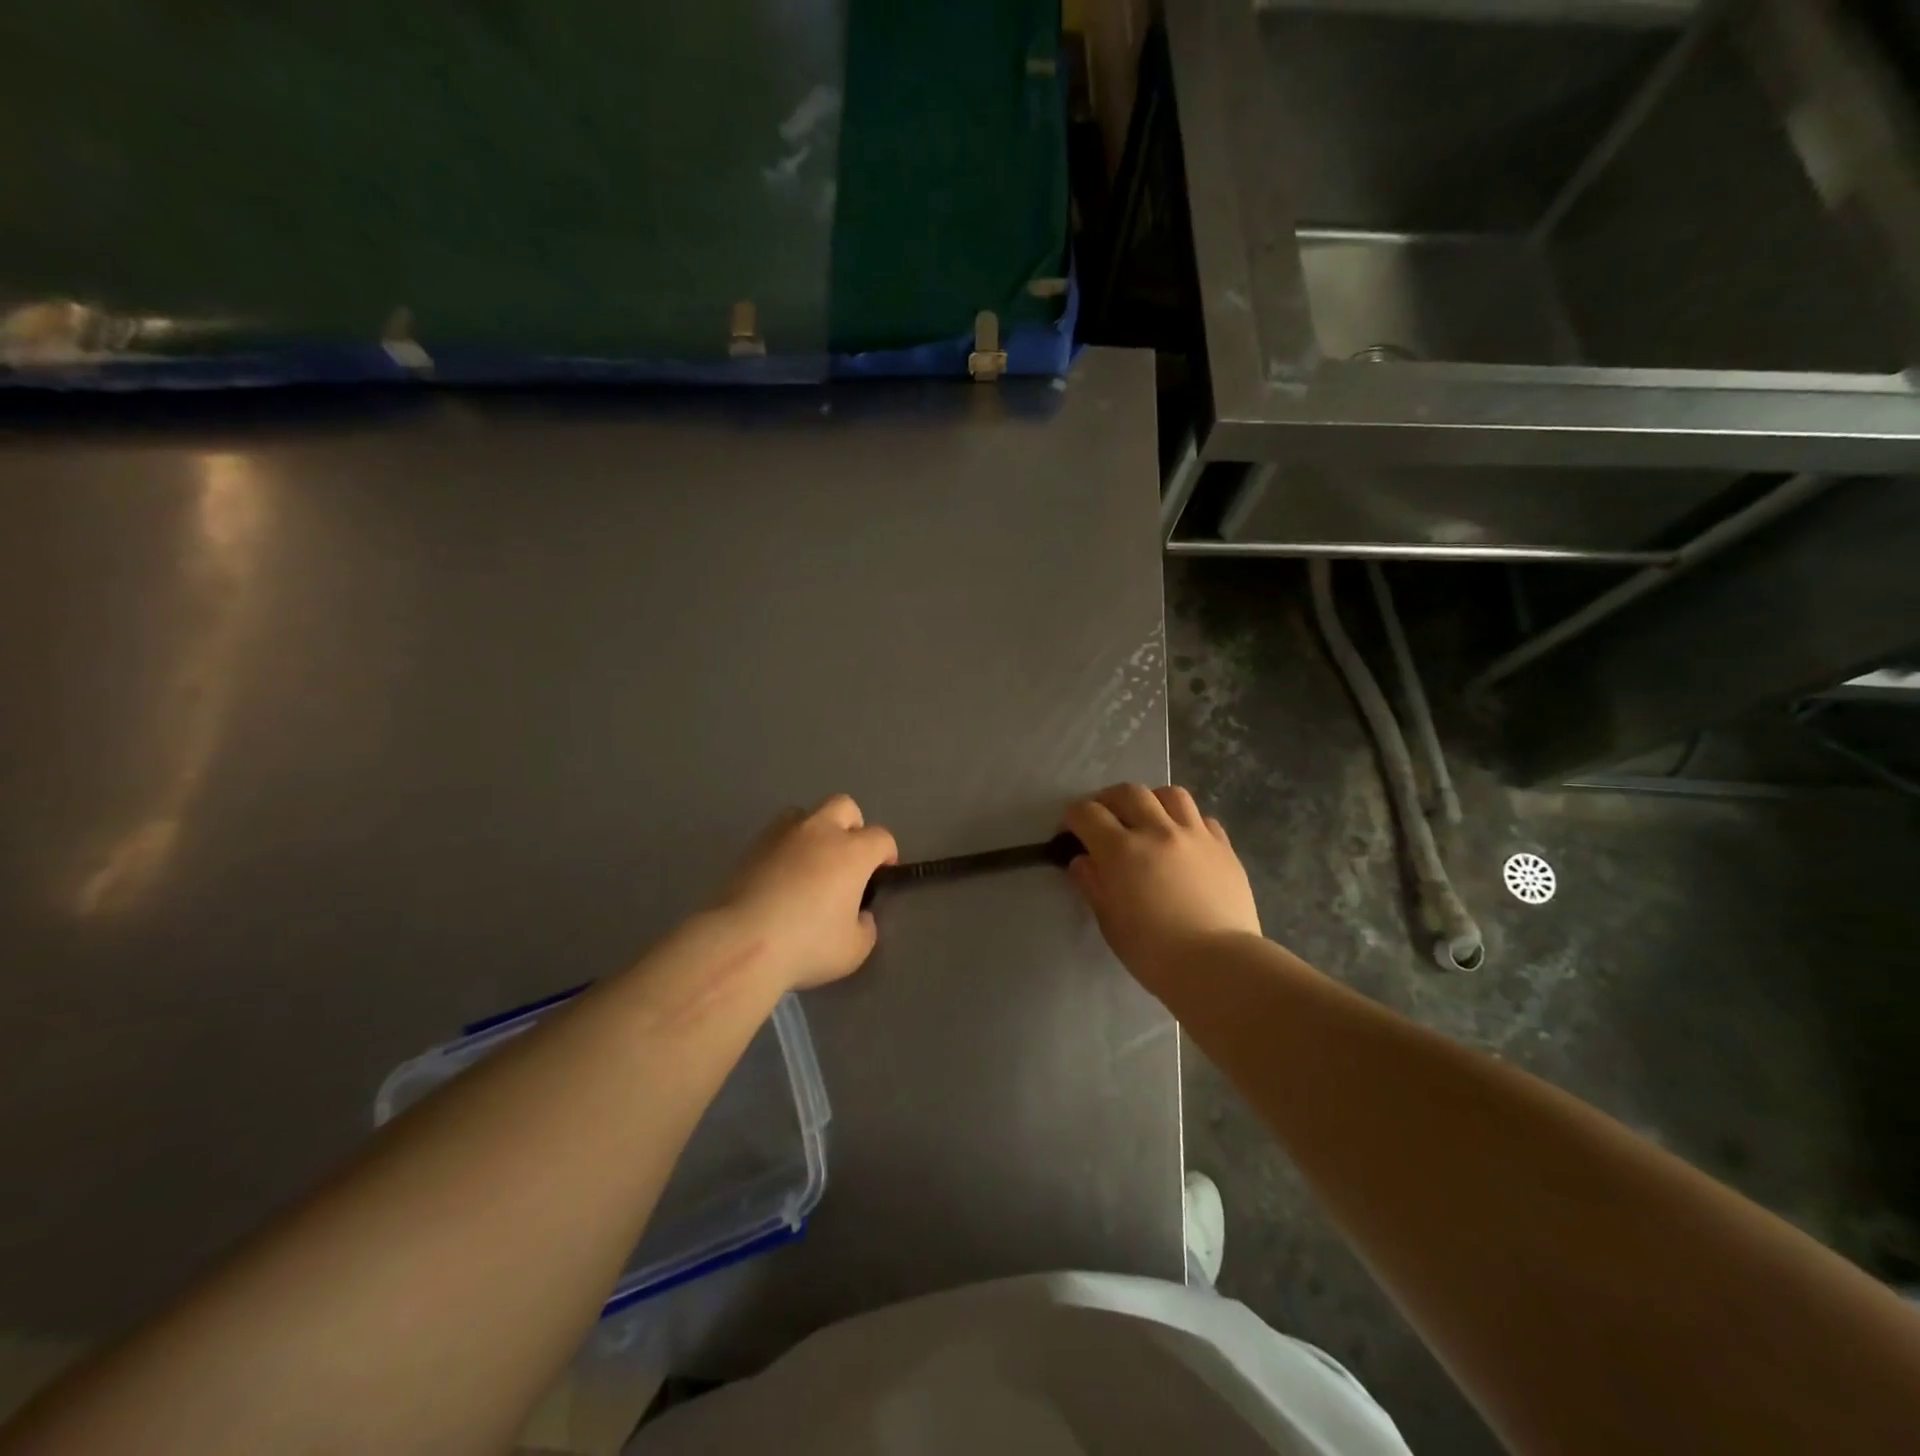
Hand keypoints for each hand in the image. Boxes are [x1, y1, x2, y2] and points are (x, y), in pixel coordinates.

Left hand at [719, 795, 897, 990]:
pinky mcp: (752, 846)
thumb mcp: (854, 949)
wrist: (741, 942)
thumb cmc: (807, 945)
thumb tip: (859, 915)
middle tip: (848, 859)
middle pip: (845, 807)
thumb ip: (865, 927)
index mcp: (852, 852)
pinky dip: (785, 847)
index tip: (881, 875)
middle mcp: (821, 832)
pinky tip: (781, 876)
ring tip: (810, 863)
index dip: (886, 854)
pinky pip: (777, 834)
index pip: (881, 837)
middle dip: (852, 826)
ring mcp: (783, 834)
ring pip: (806, 814)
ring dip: (815, 831)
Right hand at [1064, 784, 1260, 986]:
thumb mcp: (1110, 922)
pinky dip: (1187, 822)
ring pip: (1170, 794)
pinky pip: (1203, 819)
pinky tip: (1184, 840)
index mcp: (1121, 850)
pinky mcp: (1224, 847)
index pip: (1088, 814)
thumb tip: (1082, 861)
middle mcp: (1157, 831)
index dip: (1074, 817)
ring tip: (1148, 818)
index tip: (1071, 829)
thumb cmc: (1153, 952)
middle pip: (1128, 793)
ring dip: (1152, 801)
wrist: (1218, 965)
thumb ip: (1093, 884)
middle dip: (1109, 799)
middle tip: (1105, 817)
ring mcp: (1195, 835)